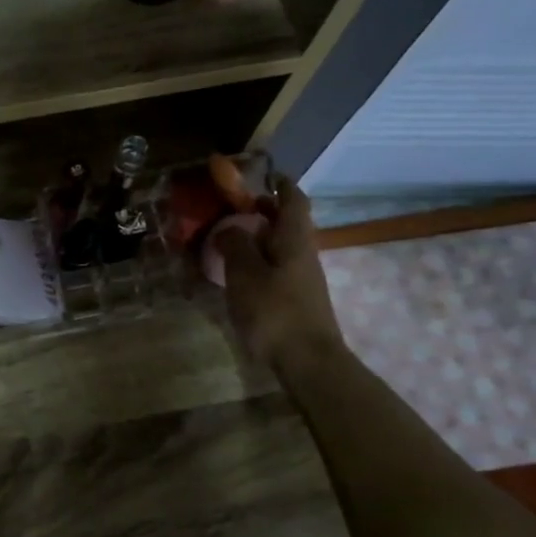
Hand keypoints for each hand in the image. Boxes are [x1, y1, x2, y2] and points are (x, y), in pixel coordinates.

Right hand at [214, 175, 343, 371]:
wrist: (308, 361)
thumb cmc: (274, 311)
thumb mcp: (245, 274)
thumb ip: (234, 245)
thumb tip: (228, 228)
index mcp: (294, 239)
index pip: (293, 199)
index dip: (279, 184)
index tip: (262, 175)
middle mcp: (303, 253)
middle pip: (287, 223)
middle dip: (262, 212)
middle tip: (232, 210)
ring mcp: (302, 278)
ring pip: (280, 246)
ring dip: (258, 238)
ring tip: (228, 241)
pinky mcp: (297, 299)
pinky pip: (276, 268)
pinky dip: (258, 261)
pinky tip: (239, 274)